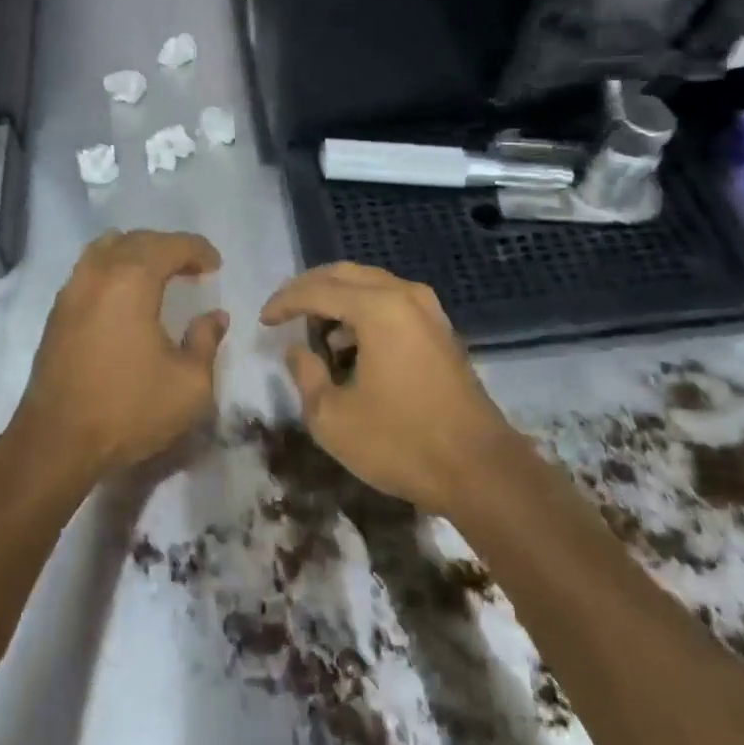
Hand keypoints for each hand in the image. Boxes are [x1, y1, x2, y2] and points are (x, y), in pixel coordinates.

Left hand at [8, 230, 227, 486]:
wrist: (56, 441)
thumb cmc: (128, 409)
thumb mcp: (189, 384)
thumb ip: (206, 341)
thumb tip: (214, 316)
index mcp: (132, 281)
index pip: (170, 245)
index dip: (197, 250)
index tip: (216, 266)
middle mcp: (98, 274)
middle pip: (137, 240)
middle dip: (168, 247)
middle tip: (192, 268)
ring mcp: (72, 290)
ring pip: (106, 248)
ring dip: (136, 253)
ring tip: (157, 275)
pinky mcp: (57, 312)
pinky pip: (89, 269)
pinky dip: (113, 268)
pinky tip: (126, 297)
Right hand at [261, 263, 514, 516]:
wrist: (481, 470)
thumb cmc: (401, 442)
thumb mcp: (333, 418)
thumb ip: (306, 375)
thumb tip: (298, 350)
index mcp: (377, 308)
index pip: (317, 290)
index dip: (284, 302)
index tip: (262, 321)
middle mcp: (404, 295)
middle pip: (345, 274)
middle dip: (309, 288)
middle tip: (283, 310)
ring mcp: (428, 311)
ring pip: (370, 285)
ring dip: (338, 299)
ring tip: (315, 330)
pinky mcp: (440, 330)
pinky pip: (392, 303)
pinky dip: (364, 312)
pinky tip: (351, 344)